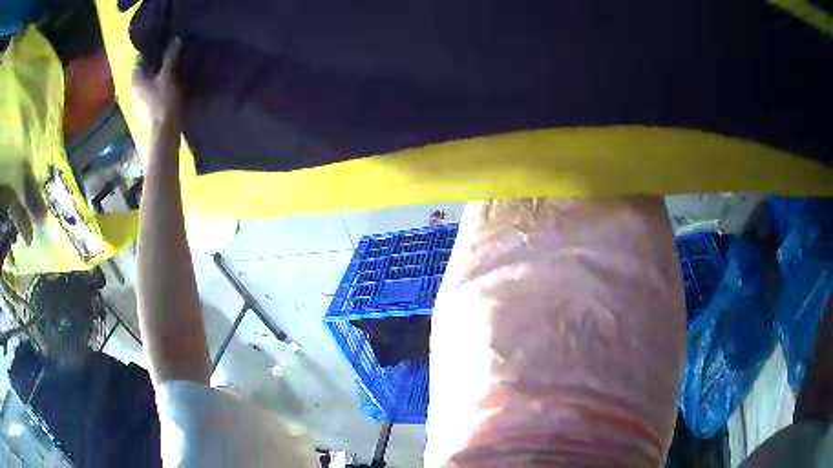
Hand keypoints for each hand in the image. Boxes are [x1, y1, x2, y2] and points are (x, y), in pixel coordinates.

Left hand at [132, 39, 183, 131]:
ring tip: (175, 57)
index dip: (152, 44)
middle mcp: (136, 85)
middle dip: (157, 56)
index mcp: (136, 76)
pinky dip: (162, 79)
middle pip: (146, 65)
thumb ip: (171, 55)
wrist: (165, 132)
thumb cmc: (163, 101)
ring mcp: (142, 96)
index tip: (164, 36)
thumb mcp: (168, 74)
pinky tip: (173, 74)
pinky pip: (155, 85)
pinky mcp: (149, 104)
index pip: (141, 54)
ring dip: (160, 68)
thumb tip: (175, 37)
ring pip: (151, 75)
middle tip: (172, 44)